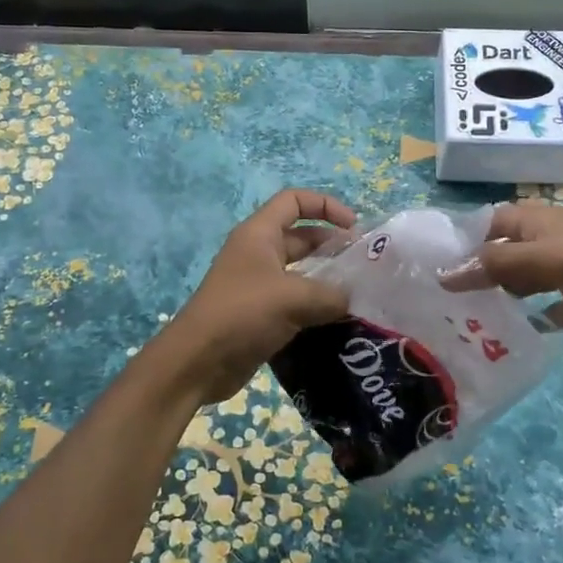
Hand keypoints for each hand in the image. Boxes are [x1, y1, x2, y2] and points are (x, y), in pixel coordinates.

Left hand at [162, 190, 356, 404]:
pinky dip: (316, 307)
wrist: (199, 361)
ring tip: (358, 295)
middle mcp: (258, 253)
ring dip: (327, 280)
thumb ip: (331, 295)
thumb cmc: (242, 314)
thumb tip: (351, 300)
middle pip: (301, 237)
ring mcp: (258, 285)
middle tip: (363, 267)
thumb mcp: (293, 298)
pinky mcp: (260, 314)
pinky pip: (295, 301)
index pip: (294, 201)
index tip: (354, 227)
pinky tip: (339, 321)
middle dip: (333, 246)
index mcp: (259, 234)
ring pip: (301, 273)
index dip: (326, 205)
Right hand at [441, 201, 562, 343]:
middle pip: (498, 255)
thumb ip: (500, 264)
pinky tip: (498, 335)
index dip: (460, 240)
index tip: (427, 265)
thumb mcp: (553, 258)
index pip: (487, 224)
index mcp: (538, 222)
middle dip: (470, 272)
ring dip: (492, 297)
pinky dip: (521, 320)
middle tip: (434, 300)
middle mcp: (545, 245)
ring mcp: (560, 276)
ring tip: (456, 319)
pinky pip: (539, 310)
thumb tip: (444, 273)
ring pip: (515, 283)